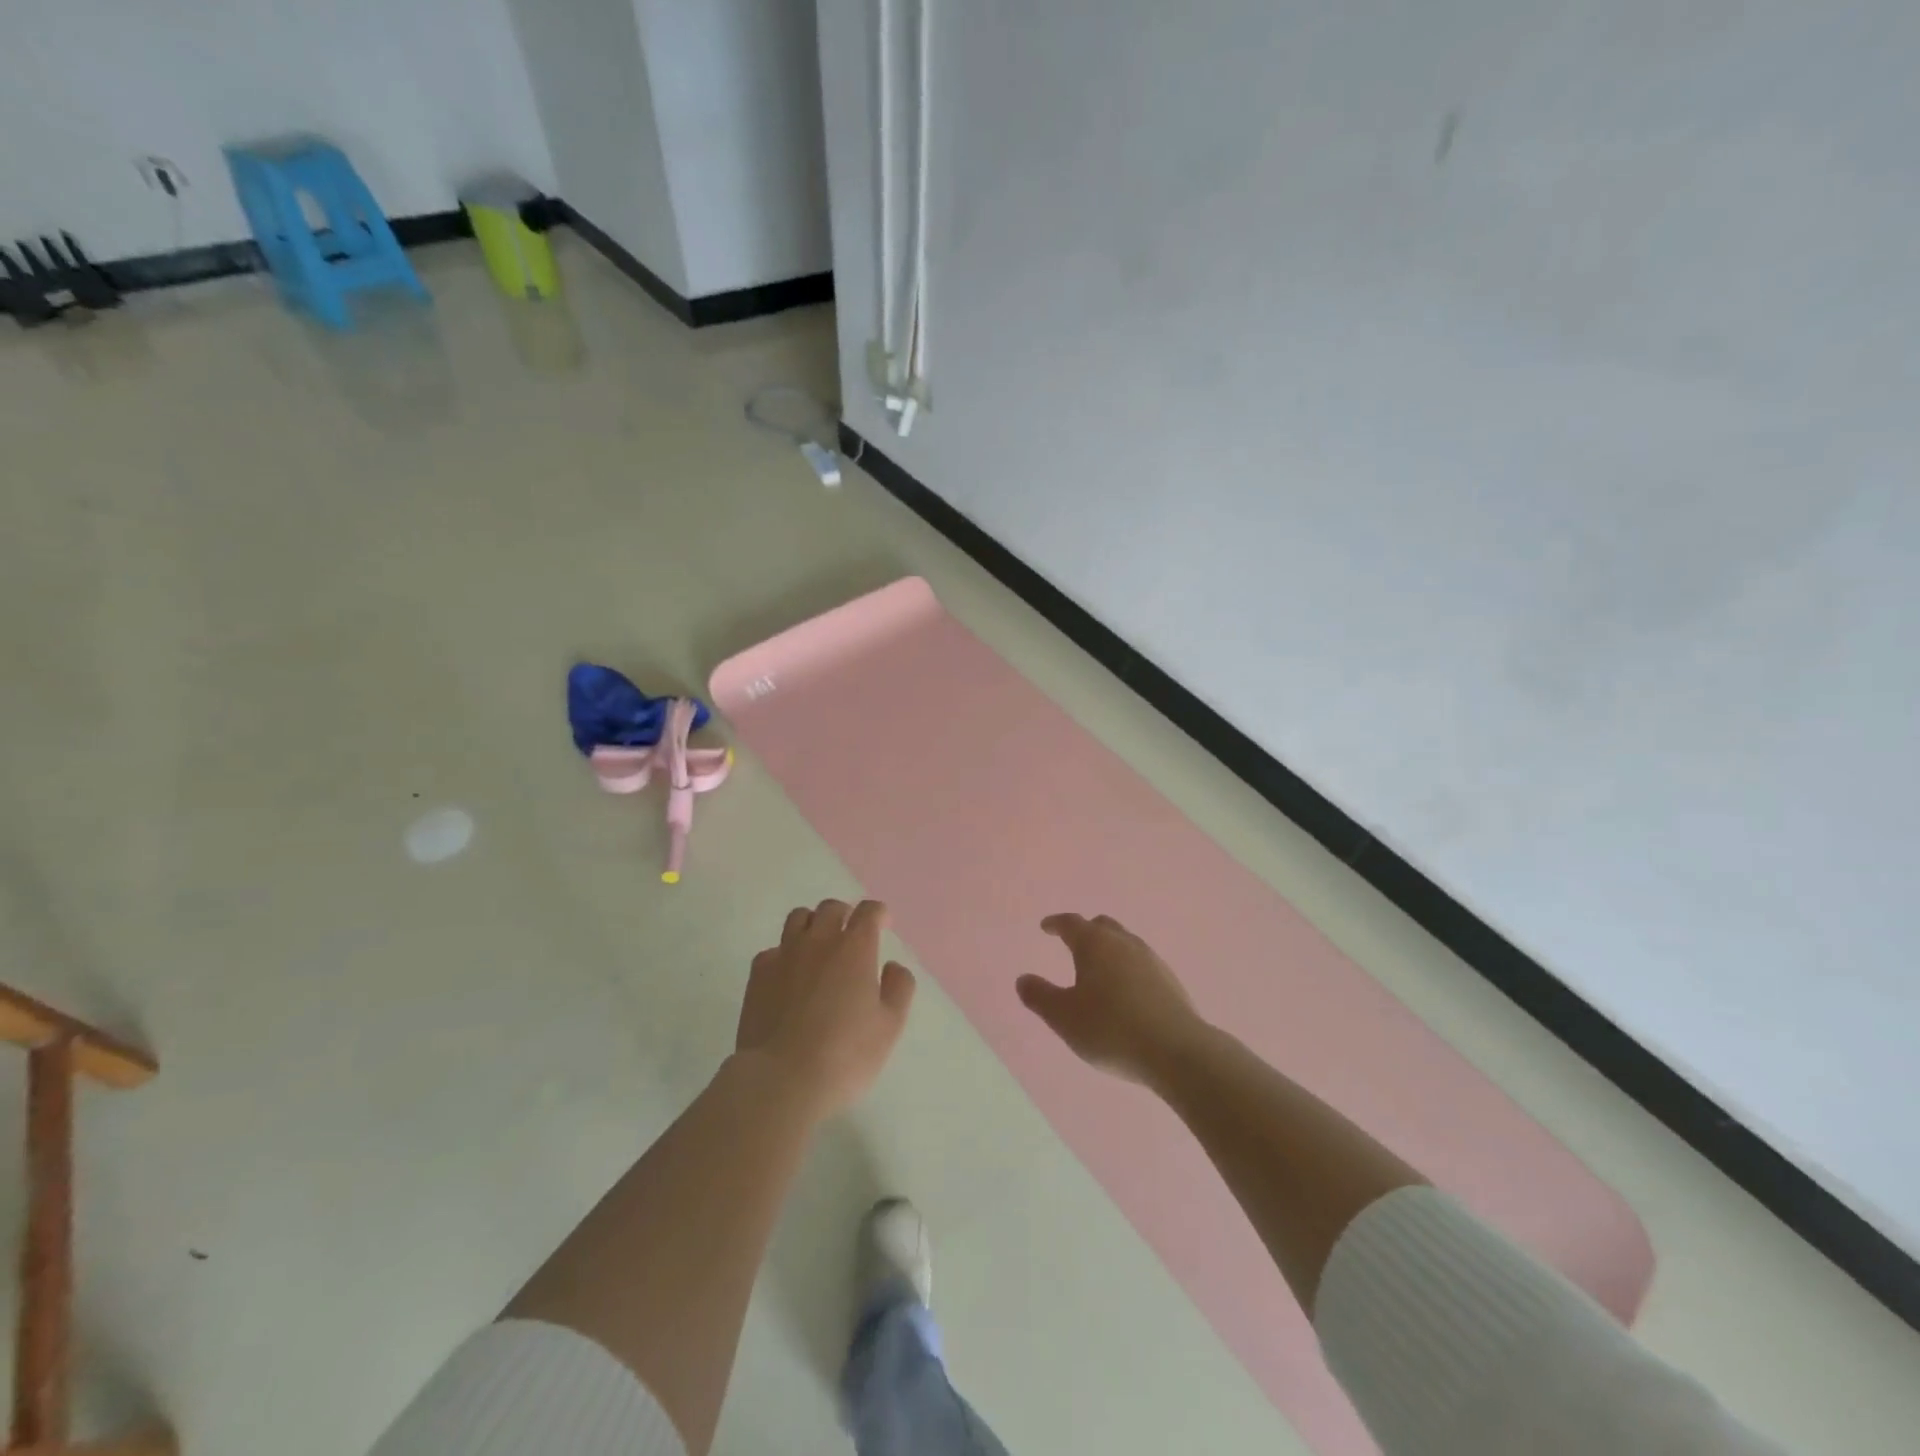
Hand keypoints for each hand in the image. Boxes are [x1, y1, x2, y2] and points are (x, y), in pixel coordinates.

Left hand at [736, 899, 915, 1117]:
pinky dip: (785, 954)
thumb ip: (899, 988)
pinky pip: (773, 949)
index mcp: (855, 948)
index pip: (868, 912)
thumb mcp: (890, 1026)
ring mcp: (784, 955)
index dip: (878, 913)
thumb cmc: (846, 1055)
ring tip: (818, 945)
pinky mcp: (758, 974)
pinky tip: (789, 976)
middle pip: (831, 908)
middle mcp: (819, 941)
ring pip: (798, 918)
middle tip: (850, 933)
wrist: (782, 1079)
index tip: (883, 923)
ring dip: (813, 924)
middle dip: (845, 914)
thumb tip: (892, 966)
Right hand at [1019, 913, 1207, 1085]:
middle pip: (1102, 926)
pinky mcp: (1170, 981)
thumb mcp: (1064, 1017)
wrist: (1176, 1051)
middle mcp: (1124, 943)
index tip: (1046, 926)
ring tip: (1099, 967)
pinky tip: (1126, 990)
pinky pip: (1141, 963)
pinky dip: (1127, 968)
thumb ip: (1040, 996)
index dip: (1056, 923)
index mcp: (1095, 944)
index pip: (1071, 923)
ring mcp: (1151, 960)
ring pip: (1125, 942)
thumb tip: (1023, 979)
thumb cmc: (1111, 1029)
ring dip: (1109, 948)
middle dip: (1085, 930)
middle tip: (1073, 942)